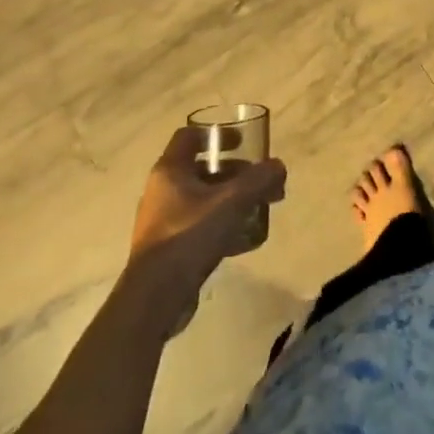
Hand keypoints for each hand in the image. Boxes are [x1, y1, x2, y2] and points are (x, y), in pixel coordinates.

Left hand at [128, 128, 286, 294]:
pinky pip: (199, 227)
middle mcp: (162, 191)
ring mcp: (163, 222)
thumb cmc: (189, 235)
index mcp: (170, 170)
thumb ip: (258, 180)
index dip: (217, 134)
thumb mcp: (231, 202)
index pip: (189, 136)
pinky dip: (221, 226)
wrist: (154, 299)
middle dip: (234, 173)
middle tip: (260, 183)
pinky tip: (245, 241)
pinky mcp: (168, 250)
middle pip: (201, 169)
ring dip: (230, 200)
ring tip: (257, 210)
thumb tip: (279, 166)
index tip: (242, 142)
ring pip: (203, 200)